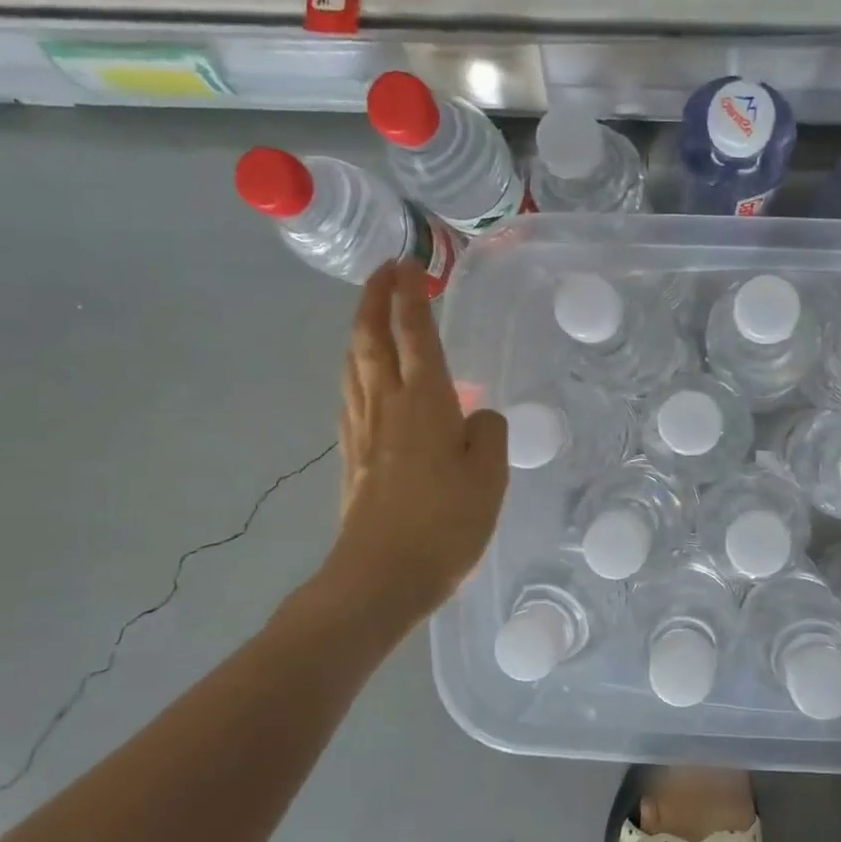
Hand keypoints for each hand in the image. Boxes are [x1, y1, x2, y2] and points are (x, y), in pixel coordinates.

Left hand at [318, 262, 507, 619]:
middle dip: (375, 298)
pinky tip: (364, 376)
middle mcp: (386, 405)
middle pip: (372, 338)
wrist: (382, 576)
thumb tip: (477, 415)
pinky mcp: (352, 456)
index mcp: (425, 402)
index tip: (410, 265)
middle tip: (385, 271)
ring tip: (372, 312)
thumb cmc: (445, 524)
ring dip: (361, 329)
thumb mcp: (489, 476)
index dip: (410, 296)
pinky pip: (351, 394)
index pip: (415, 334)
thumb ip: (488, 433)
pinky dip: (357, 368)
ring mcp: (362, 430)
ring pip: (355, 364)